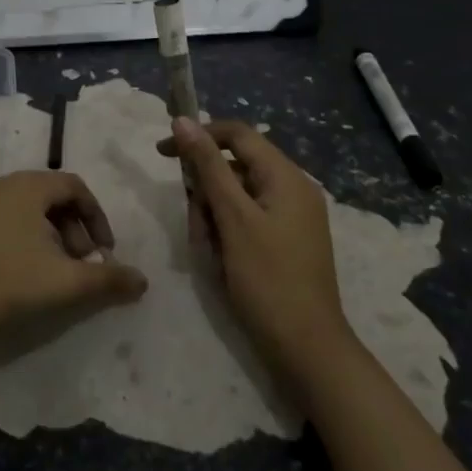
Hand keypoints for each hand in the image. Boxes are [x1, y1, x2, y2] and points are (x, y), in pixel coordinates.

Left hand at [0, 171, 147, 357]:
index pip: (74, 186)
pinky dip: (19, 239)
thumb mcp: (66, 282)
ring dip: (47, 235)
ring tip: (51, 272)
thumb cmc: (7, 283)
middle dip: (73, 229)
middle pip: (49, 196)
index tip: (105, 251)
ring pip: (23, 210)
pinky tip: (16, 274)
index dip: (97, 217)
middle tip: (80, 263)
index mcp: (27, 186)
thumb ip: (108, 279)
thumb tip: (143, 280)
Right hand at [159, 118, 349, 381]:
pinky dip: (227, 234)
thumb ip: (208, 166)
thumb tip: (183, 120)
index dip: (198, 137)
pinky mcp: (285, 241)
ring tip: (212, 253)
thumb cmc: (268, 280)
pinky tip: (222, 262)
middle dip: (206, 192)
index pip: (236, 134)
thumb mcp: (233, 218)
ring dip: (213, 217)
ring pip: (236, 197)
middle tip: (199, 228)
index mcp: (286, 176)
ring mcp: (291, 217)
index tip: (163, 154)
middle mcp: (292, 189)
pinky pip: (246, 220)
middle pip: (234, 167)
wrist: (307, 350)